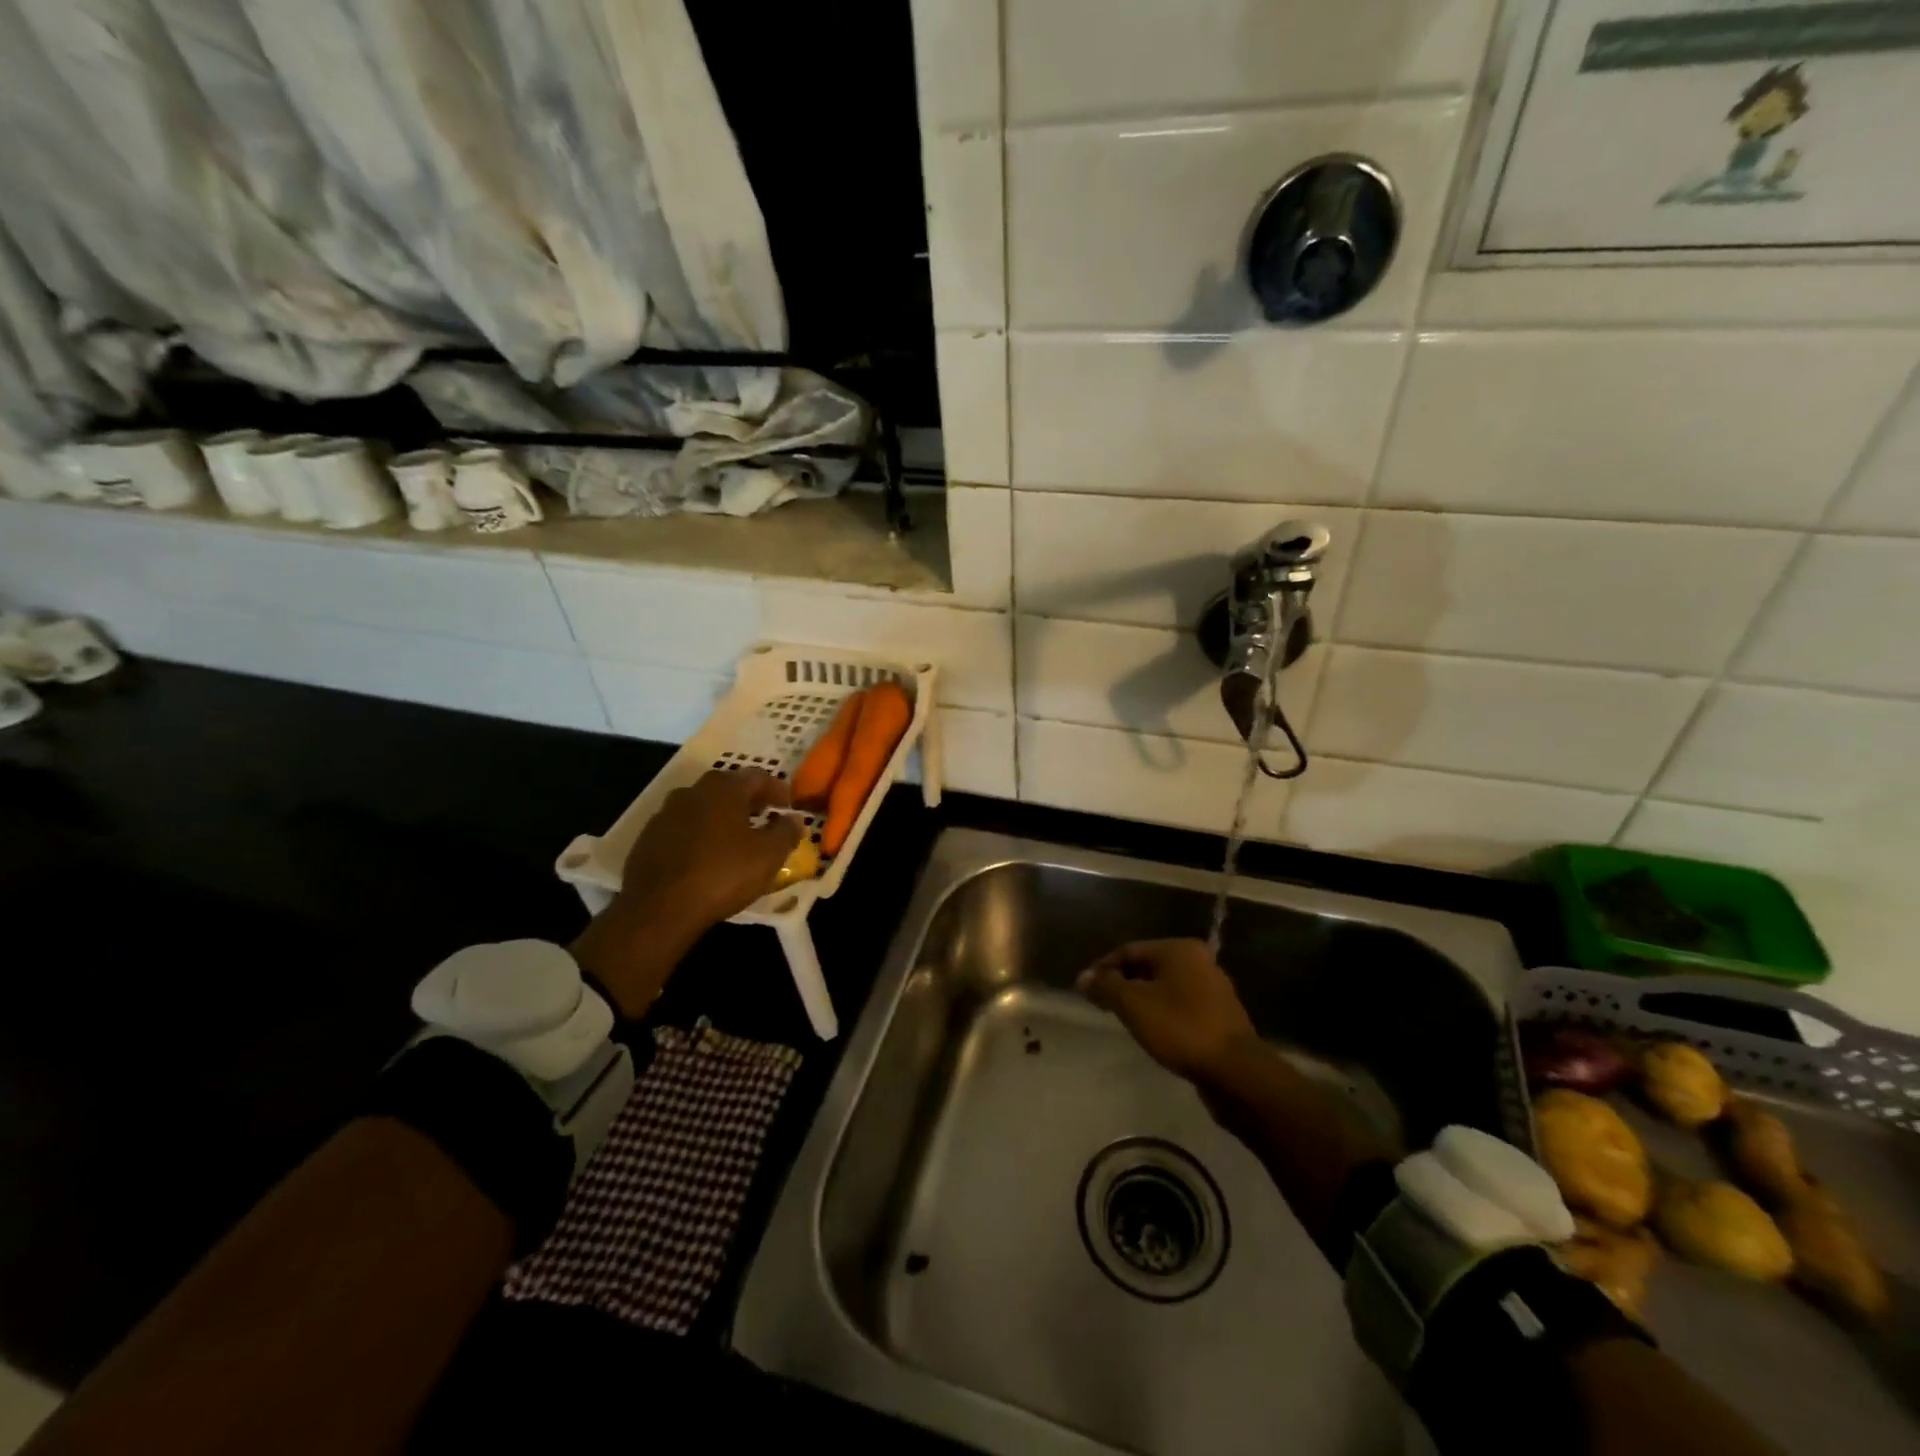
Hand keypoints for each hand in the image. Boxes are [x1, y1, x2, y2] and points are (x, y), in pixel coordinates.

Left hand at [616, 768, 801, 928]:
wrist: (658, 909)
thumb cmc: (723, 874)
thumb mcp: (769, 856)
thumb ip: (786, 832)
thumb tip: (793, 819)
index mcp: (724, 789)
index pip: (757, 776)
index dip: (777, 789)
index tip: (788, 806)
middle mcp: (692, 792)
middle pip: (726, 787)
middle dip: (748, 800)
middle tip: (764, 817)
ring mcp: (665, 814)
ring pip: (701, 807)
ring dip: (721, 817)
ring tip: (736, 838)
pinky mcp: (647, 839)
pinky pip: (682, 829)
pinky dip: (699, 835)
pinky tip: (706, 856)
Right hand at [1077, 939, 1260, 1084]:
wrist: (1235, 1072)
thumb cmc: (1180, 1028)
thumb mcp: (1133, 1005)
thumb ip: (1106, 986)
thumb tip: (1083, 977)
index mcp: (1180, 949)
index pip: (1130, 950)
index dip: (1104, 968)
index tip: (1086, 989)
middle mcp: (1200, 961)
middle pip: (1149, 966)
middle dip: (1123, 983)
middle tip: (1101, 1004)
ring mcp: (1214, 988)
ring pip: (1165, 987)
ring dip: (1142, 999)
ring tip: (1122, 1019)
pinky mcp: (1220, 1015)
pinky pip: (1181, 1005)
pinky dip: (1162, 1012)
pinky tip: (1152, 1031)